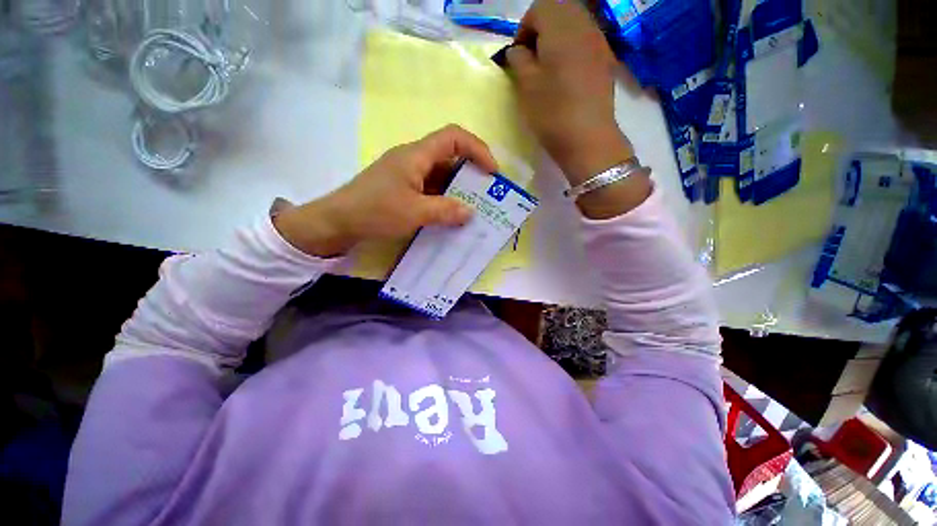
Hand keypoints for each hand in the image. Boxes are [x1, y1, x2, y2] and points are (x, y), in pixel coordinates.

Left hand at [273, 125, 497, 256]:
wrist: (338, 221)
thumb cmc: (375, 211)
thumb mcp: (415, 213)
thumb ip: (446, 211)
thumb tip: (471, 212)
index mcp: (416, 155)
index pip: (454, 137)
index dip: (478, 149)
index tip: (492, 172)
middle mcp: (413, 159)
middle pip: (450, 156)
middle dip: (471, 173)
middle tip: (486, 196)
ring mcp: (407, 174)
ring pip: (441, 175)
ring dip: (458, 189)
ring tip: (472, 209)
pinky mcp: (403, 188)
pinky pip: (431, 188)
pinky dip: (444, 199)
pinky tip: (451, 215)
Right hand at [507, 0, 633, 184]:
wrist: (588, 138)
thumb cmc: (552, 112)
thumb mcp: (526, 86)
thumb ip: (519, 60)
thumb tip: (518, 50)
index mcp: (560, 27)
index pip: (539, 8)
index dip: (524, 28)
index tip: (518, 55)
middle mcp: (583, 25)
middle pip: (560, 9)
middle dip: (541, 28)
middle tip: (532, 58)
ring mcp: (598, 42)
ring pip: (575, 23)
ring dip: (557, 37)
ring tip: (548, 67)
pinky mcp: (606, 60)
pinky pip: (586, 39)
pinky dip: (572, 47)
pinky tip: (567, 73)